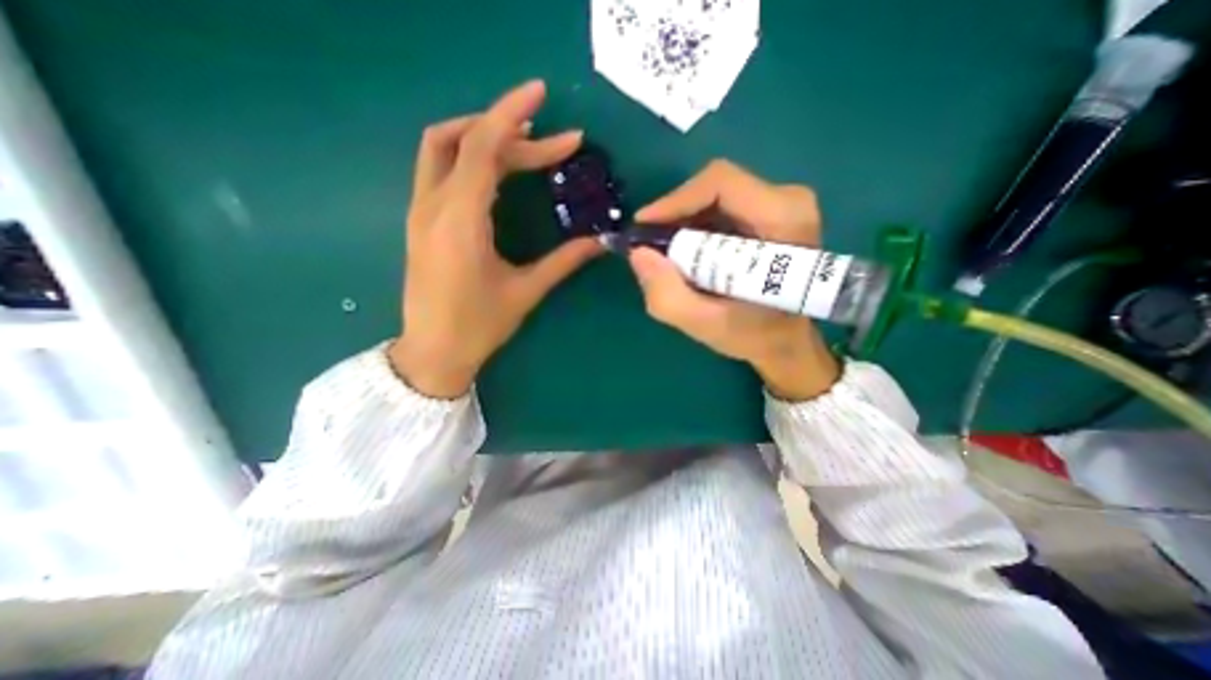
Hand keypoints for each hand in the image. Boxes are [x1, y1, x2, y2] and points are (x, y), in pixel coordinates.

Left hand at [392, 81, 601, 397]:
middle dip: (512, 133)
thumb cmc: (478, 326)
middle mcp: (433, 205)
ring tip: (525, 143)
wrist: (433, 351)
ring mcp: (421, 210)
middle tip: (555, 145)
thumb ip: (563, 261)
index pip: (482, 148)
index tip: (543, 97)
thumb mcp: (525, 292)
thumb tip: (600, 242)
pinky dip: (469, 156)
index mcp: (460, 221)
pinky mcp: (422, 220)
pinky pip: (440, 168)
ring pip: (444, 147)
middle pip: (466, 142)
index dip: (512, 116)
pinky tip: (497, 168)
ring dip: (483, 135)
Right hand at [629, 158, 839, 404]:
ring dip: (683, 226)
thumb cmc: (756, 335)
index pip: (720, 184)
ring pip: (712, 197)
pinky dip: (695, 230)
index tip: (644, 228)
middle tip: (652, 250)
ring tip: (669, 259)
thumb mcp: (708, 326)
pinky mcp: (767, 213)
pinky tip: (687, 258)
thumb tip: (639, 254)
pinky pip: (718, 208)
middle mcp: (787, 201)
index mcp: (784, 220)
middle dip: (675, 218)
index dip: (675, 200)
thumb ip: (669, 297)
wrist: (787, 340)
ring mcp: (779, 205)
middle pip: (713, 188)